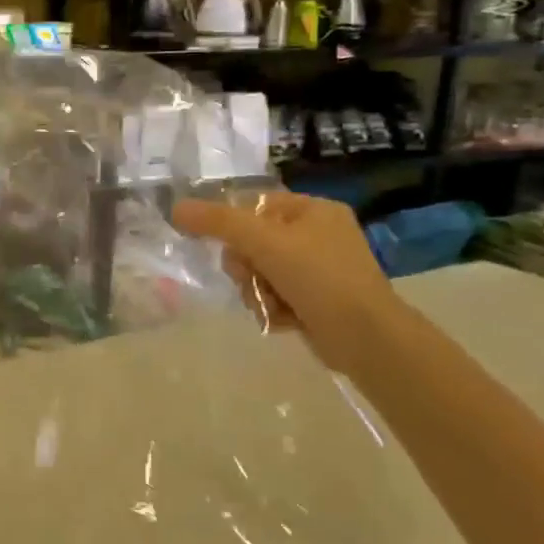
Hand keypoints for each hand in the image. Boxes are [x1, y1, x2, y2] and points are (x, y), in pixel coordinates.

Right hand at [173, 192, 398, 373]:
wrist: (367, 338)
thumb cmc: (319, 278)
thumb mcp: (264, 242)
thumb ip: (218, 222)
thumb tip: (176, 207)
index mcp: (314, 210)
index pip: (255, 205)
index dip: (234, 226)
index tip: (230, 248)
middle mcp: (319, 235)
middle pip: (253, 242)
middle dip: (246, 266)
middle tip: (252, 278)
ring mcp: (320, 270)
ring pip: (260, 272)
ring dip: (256, 290)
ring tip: (270, 304)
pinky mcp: (317, 300)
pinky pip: (275, 295)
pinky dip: (272, 307)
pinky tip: (282, 318)